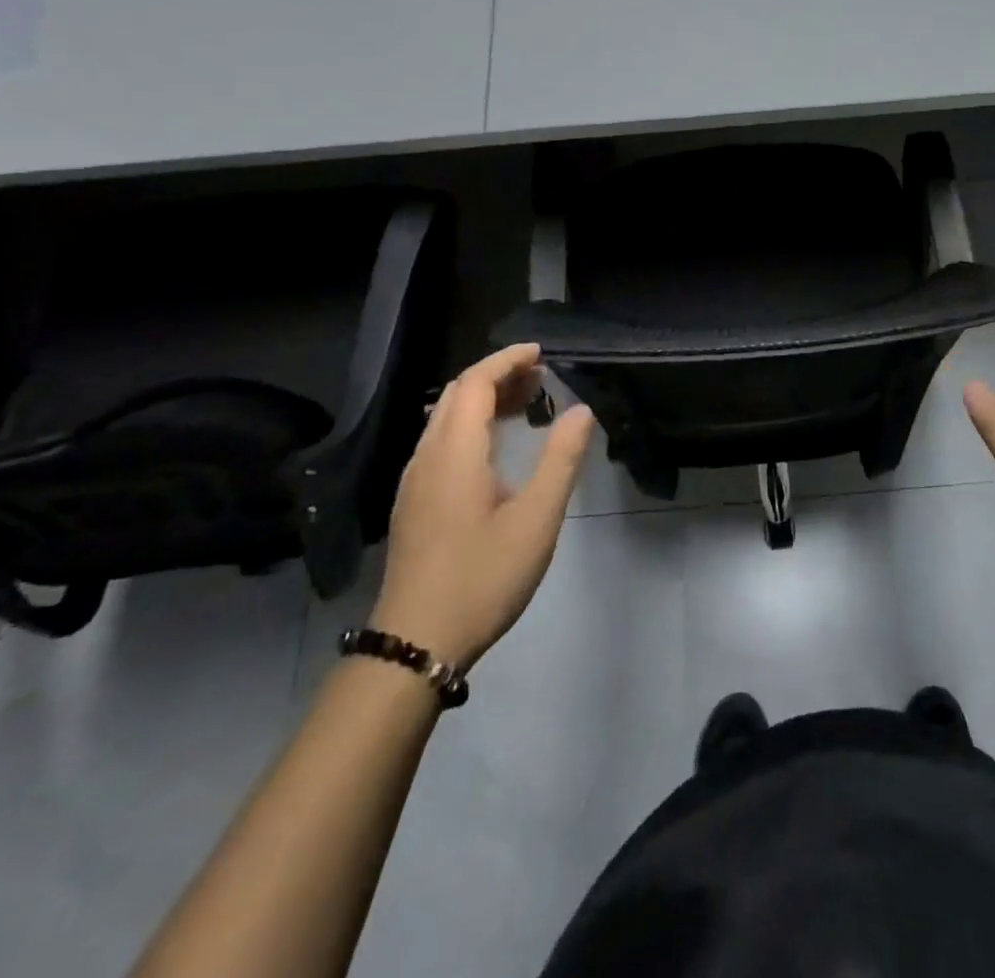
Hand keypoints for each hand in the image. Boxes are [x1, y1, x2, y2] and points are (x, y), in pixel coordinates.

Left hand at [372, 344, 595, 670]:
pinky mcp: (413, 502)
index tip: (542, 352)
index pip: (476, 383)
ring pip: (446, 418)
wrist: (416, 642)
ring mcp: (414, 481)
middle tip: (542, 377)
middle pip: (458, 395)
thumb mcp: (537, 519)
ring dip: (484, 400)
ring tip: (527, 403)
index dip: (508, 360)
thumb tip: (581, 410)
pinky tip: (497, 447)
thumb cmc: (483, 576)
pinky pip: (441, 442)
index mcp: (455, 452)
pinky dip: (472, 424)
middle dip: (499, 376)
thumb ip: (561, 459)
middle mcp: (427, 456)